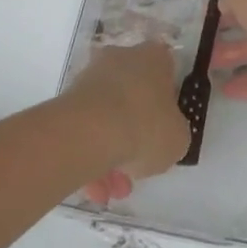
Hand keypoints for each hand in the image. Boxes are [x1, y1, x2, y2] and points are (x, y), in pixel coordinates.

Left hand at [66, 41, 188, 205]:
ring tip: (111, 190)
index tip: (164, 131)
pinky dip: (91, 155)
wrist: (91, 131)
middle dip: (135, 136)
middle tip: (136, 170)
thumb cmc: (145, 126)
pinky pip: (87, 128)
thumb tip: (165, 134)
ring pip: (108, 117)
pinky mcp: (69, 98)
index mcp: (155, 58)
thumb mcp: (178, 138)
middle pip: (134, 97)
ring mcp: (93, 76)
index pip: (166, 74)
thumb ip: (175, 132)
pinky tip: (95, 188)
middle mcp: (123, 58)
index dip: (166, 105)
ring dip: (111, 153)